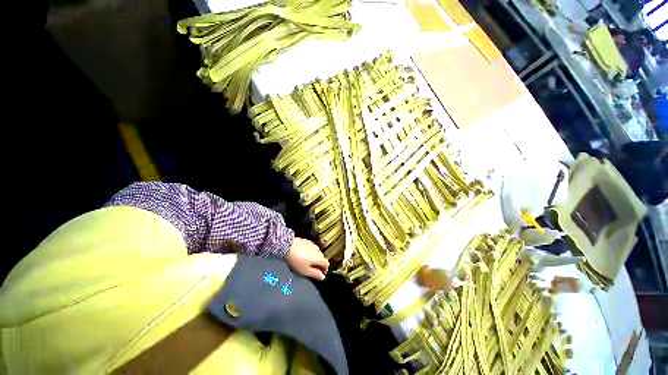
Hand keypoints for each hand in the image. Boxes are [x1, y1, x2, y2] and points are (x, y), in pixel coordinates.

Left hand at [287, 237, 328, 280]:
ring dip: (314, 258)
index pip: (327, 264)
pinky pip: (310, 249)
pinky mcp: (306, 241)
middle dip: (319, 265)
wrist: (288, 246)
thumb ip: (315, 274)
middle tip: (312, 270)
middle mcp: (318, 250)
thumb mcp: (306, 271)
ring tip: (306, 263)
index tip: (320, 274)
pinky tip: (302, 256)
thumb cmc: (297, 260)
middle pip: (322, 258)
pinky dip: (309, 253)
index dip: (324, 270)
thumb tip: (322, 277)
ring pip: (316, 253)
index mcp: (320, 258)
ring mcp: (313, 245)